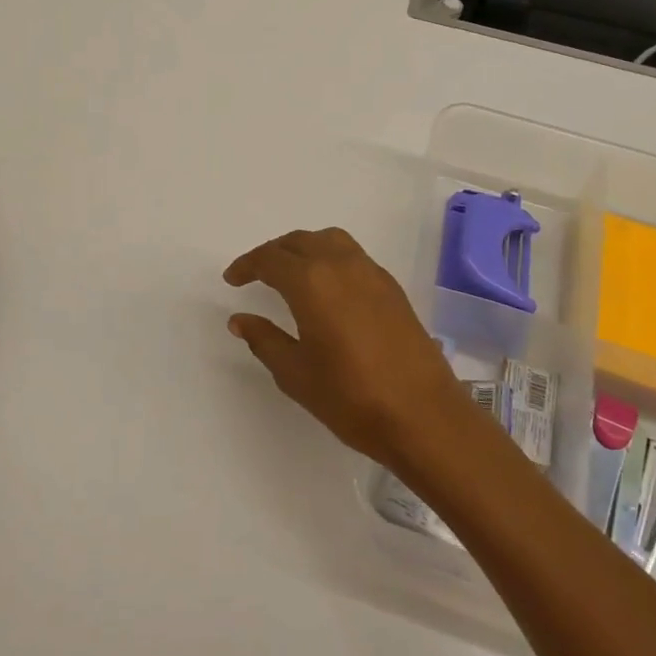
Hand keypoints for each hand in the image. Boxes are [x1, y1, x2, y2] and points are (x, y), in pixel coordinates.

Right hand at [223, 227, 466, 466]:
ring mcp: (371, 273)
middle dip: (273, 253)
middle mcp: (341, 265)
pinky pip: (352, 255)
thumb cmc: (351, 397)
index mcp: (311, 282)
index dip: (247, 265)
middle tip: (255, 273)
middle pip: (299, 242)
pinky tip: (327, 288)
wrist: (423, 415)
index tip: (232, 279)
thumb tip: (240, 319)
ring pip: (329, 241)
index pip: (270, 260)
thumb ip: (264, 340)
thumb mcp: (296, 374)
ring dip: (304, 248)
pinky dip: (330, 257)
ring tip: (290, 272)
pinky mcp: (391, 287)